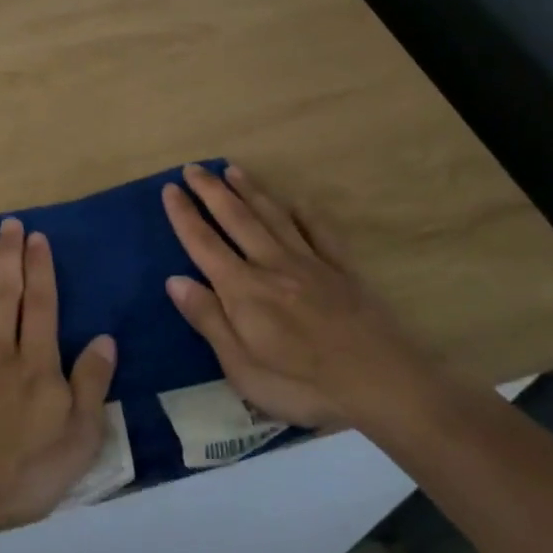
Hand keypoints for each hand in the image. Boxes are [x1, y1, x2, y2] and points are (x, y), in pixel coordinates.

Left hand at [0, 218, 116, 528]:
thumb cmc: (23, 469)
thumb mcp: (78, 436)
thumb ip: (92, 384)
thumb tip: (105, 339)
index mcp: (36, 363)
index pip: (42, 305)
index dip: (41, 269)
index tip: (37, 237)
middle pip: (6, 294)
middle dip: (9, 256)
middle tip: (10, 224)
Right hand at [161, 164, 429, 428]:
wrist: (383, 384)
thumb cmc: (303, 385)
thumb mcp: (242, 367)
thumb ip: (209, 320)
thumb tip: (174, 280)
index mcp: (243, 289)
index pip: (204, 243)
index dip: (184, 215)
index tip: (169, 189)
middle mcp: (273, 265)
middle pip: (236, 219)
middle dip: (211, 191)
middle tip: (193, 167)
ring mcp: (311, 264)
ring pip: (274, 217)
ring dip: (251, 191)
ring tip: (232, 169)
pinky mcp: (343, 271)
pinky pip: (321, 233)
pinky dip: (307, 214)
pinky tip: (298, 201)